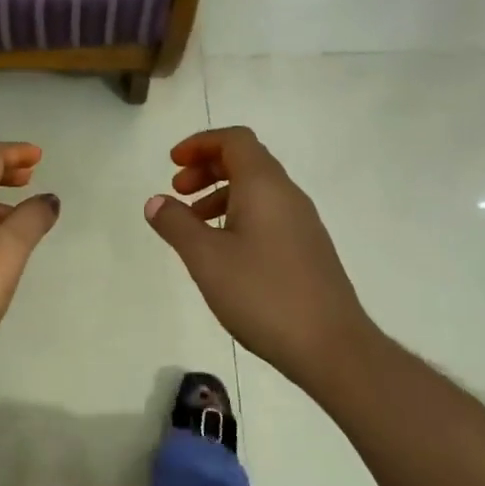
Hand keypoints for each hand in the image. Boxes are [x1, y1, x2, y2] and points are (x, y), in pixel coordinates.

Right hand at [145, 127, 374, 391]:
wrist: (328, 344)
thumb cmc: (262, 294)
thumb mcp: (206, 258)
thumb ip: (176, 225)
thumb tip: (156, 201)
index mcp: (265, 186)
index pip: (235, 140)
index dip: (201, 143)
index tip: (172, 163)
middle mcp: (288, 196)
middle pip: (247, 162)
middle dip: (208, 168)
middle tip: (177, 192)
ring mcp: (302, 224)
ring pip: (257, 192)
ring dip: (221, 195)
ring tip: (193, 226)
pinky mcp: (307, 250)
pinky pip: (268, 216)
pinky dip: (238, 217)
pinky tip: (223, 253)